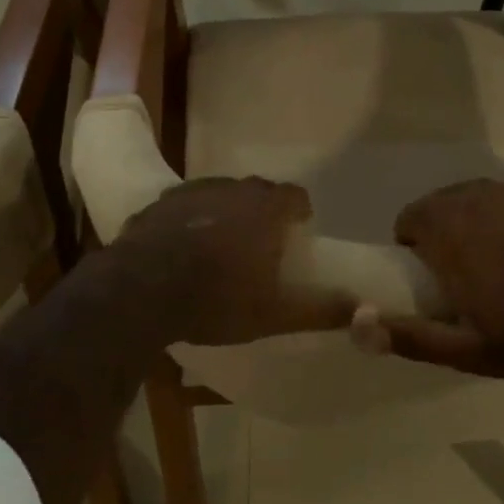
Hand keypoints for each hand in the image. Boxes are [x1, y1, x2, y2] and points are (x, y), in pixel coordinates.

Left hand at [111, 177, 354, 345]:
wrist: (141, 291)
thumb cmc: (217, 299)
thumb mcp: (274, 314)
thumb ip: (320, 309)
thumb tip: (363, 309)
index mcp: (264, 209)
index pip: (294, 195)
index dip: (299, 211)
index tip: (298, 230)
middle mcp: (232, 189)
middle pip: (257, 191)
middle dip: (263, 210)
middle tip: (262, 242)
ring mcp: (192, 192)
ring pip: (219, 194)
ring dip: (226, 212)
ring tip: (222, 244)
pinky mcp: (159, 203)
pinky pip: (185, 205)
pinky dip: (191, 219)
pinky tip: (182, 246)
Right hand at [359, 172, 503, 376]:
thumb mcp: (462, 349)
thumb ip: (407, 335)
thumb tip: (355, 324)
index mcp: (447, 228)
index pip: (409, 219)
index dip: (413, 247)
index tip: (431, 278)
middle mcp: (474, 196)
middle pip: (440, 204)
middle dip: (442, 231)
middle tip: (462, 273)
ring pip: (474, 196)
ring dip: (473, 219)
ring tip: (494, 257)